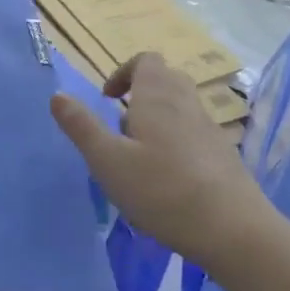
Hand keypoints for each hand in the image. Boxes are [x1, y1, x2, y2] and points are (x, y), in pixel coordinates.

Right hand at [50, 53, 277, 269]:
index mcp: (158, 98)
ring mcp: (210, 130)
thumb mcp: (107, 160)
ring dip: (155, 120)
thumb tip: (58, 96)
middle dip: (139, 94)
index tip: (107, 100)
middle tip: (118, 127)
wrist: (232, 229)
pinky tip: (164, 180)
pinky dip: (173, 142)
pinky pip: (193, 134)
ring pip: (180, 108)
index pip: (146, 60)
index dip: (123, 73)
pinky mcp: (223, 156)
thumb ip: (81, 126)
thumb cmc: (160, 190)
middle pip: (166, 80)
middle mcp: (187, 105)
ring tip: (136, 157)